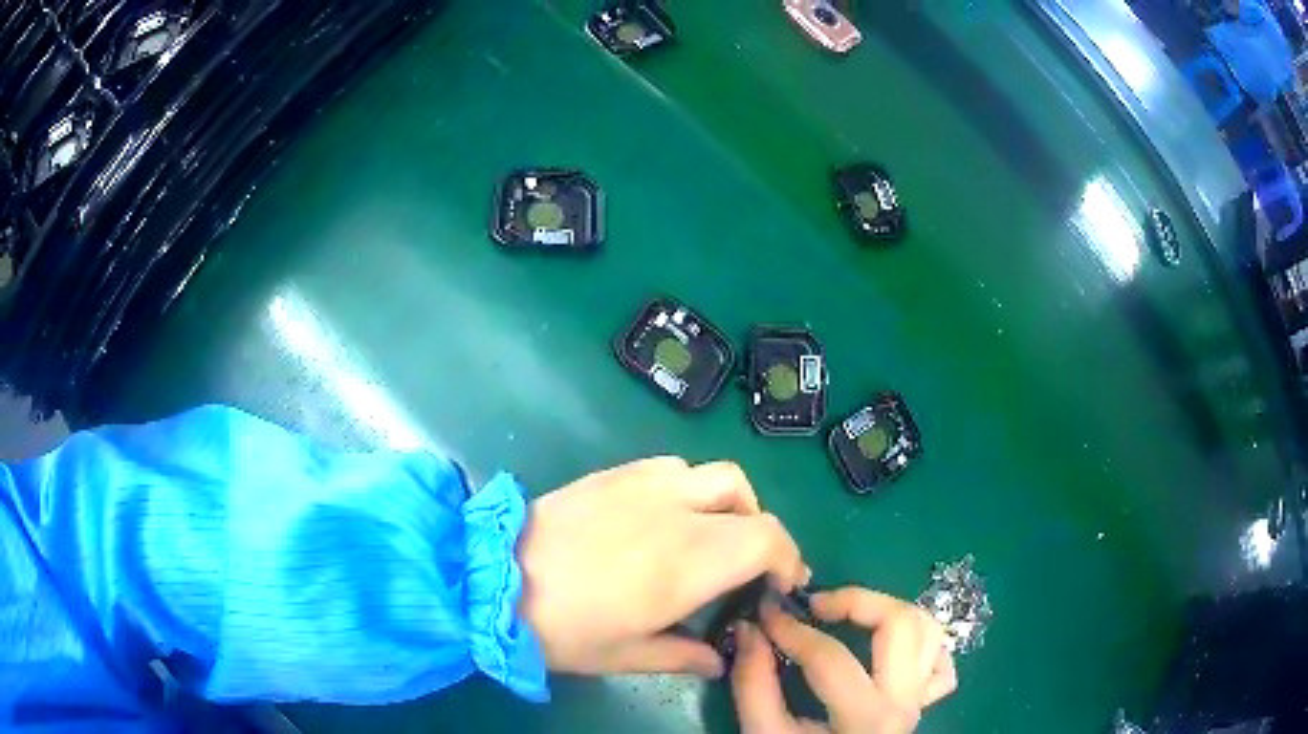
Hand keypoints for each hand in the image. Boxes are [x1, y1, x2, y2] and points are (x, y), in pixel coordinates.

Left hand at [518, 457, 807, 676]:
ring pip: (716, 475)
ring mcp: (644, 486)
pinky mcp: (615, 474)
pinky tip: (670, 516)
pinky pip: (675, 467)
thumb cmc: (562, 628)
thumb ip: (684, 656)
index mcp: (687, 564)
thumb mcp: (626, 656)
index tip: (783, 584)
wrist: (492, 579)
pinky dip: (692, 488)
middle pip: (750, 502)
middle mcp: (676, 514)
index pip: (767, 540)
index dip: (788, 558)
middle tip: (751, 567)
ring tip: (714, 536)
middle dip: (765, 534)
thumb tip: (720, 660)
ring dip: (732, 504)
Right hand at [731, 589, 956, 732]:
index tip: (766, 610)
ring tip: (849, 615)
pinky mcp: (926, 703)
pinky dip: (919, 642)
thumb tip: (749, 629)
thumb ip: (754, 685)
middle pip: (901, 625)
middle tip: (816, 605)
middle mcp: (905, 702)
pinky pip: (939, 660)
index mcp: (866, 719)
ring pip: (930, 631)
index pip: (830, 657)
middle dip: (855, 601)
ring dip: (890, 612)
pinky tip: (885, 646)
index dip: (792, 628)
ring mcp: (922, 701)